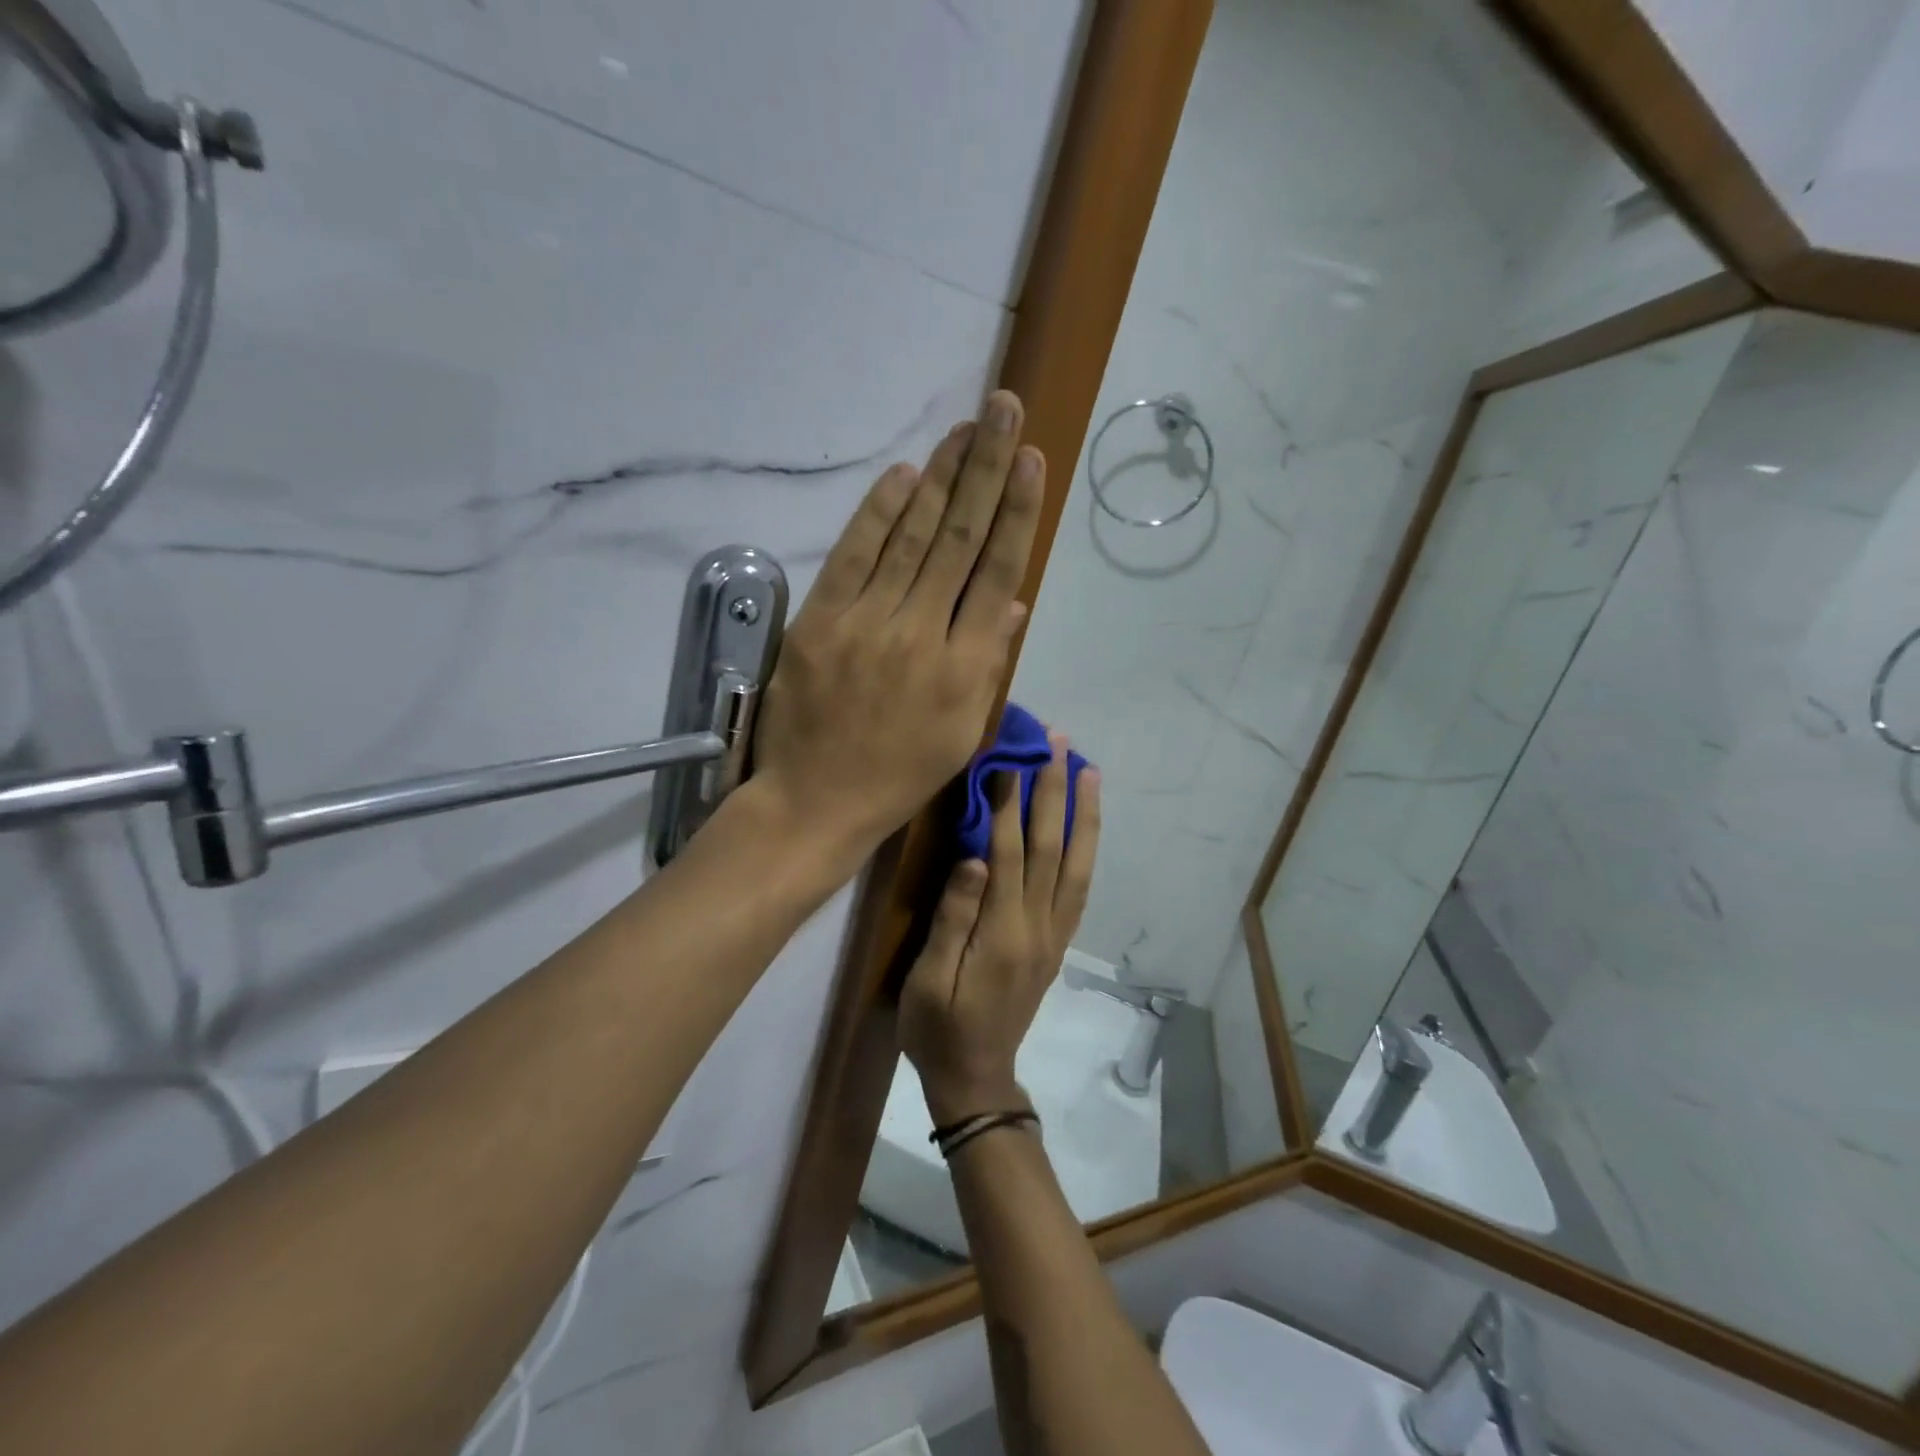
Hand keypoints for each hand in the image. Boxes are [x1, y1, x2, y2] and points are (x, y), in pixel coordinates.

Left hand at [752, 390, 1043, 859]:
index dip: (1019, 513)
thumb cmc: (898, 775)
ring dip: (942, 478)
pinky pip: (854, 556)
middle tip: (1006, 410)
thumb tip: (1011, 601)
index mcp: (965, 668)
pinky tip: (905, 474)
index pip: (998, 573)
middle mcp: (923, 635)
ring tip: (968, 429)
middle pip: (961, 540)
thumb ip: (988, 663)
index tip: (1033, 461)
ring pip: (912, 538)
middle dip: (988, 469)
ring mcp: (868, 624)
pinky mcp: (821, 622)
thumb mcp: (960, 733)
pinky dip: (879, 513)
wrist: (817, 801)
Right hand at [899, 733, 1099, 1125]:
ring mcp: (1054, 935)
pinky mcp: (1057, 943)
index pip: (1008, 852)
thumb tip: (972, 858)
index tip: (1009, 756)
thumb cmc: (938, 1028)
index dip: (1008, 802)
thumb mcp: (929, 981)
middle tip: (1058, 743)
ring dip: (1083, 814)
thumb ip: (953, 919)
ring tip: (1088, 771)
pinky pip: (1080, 887)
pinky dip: (1087, 849)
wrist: (976, 1078)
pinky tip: (1087, 826)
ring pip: (1077, 864)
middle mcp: (1038, 926)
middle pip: (1051, 848)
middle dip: (1054, 791)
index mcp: (1002, 933)